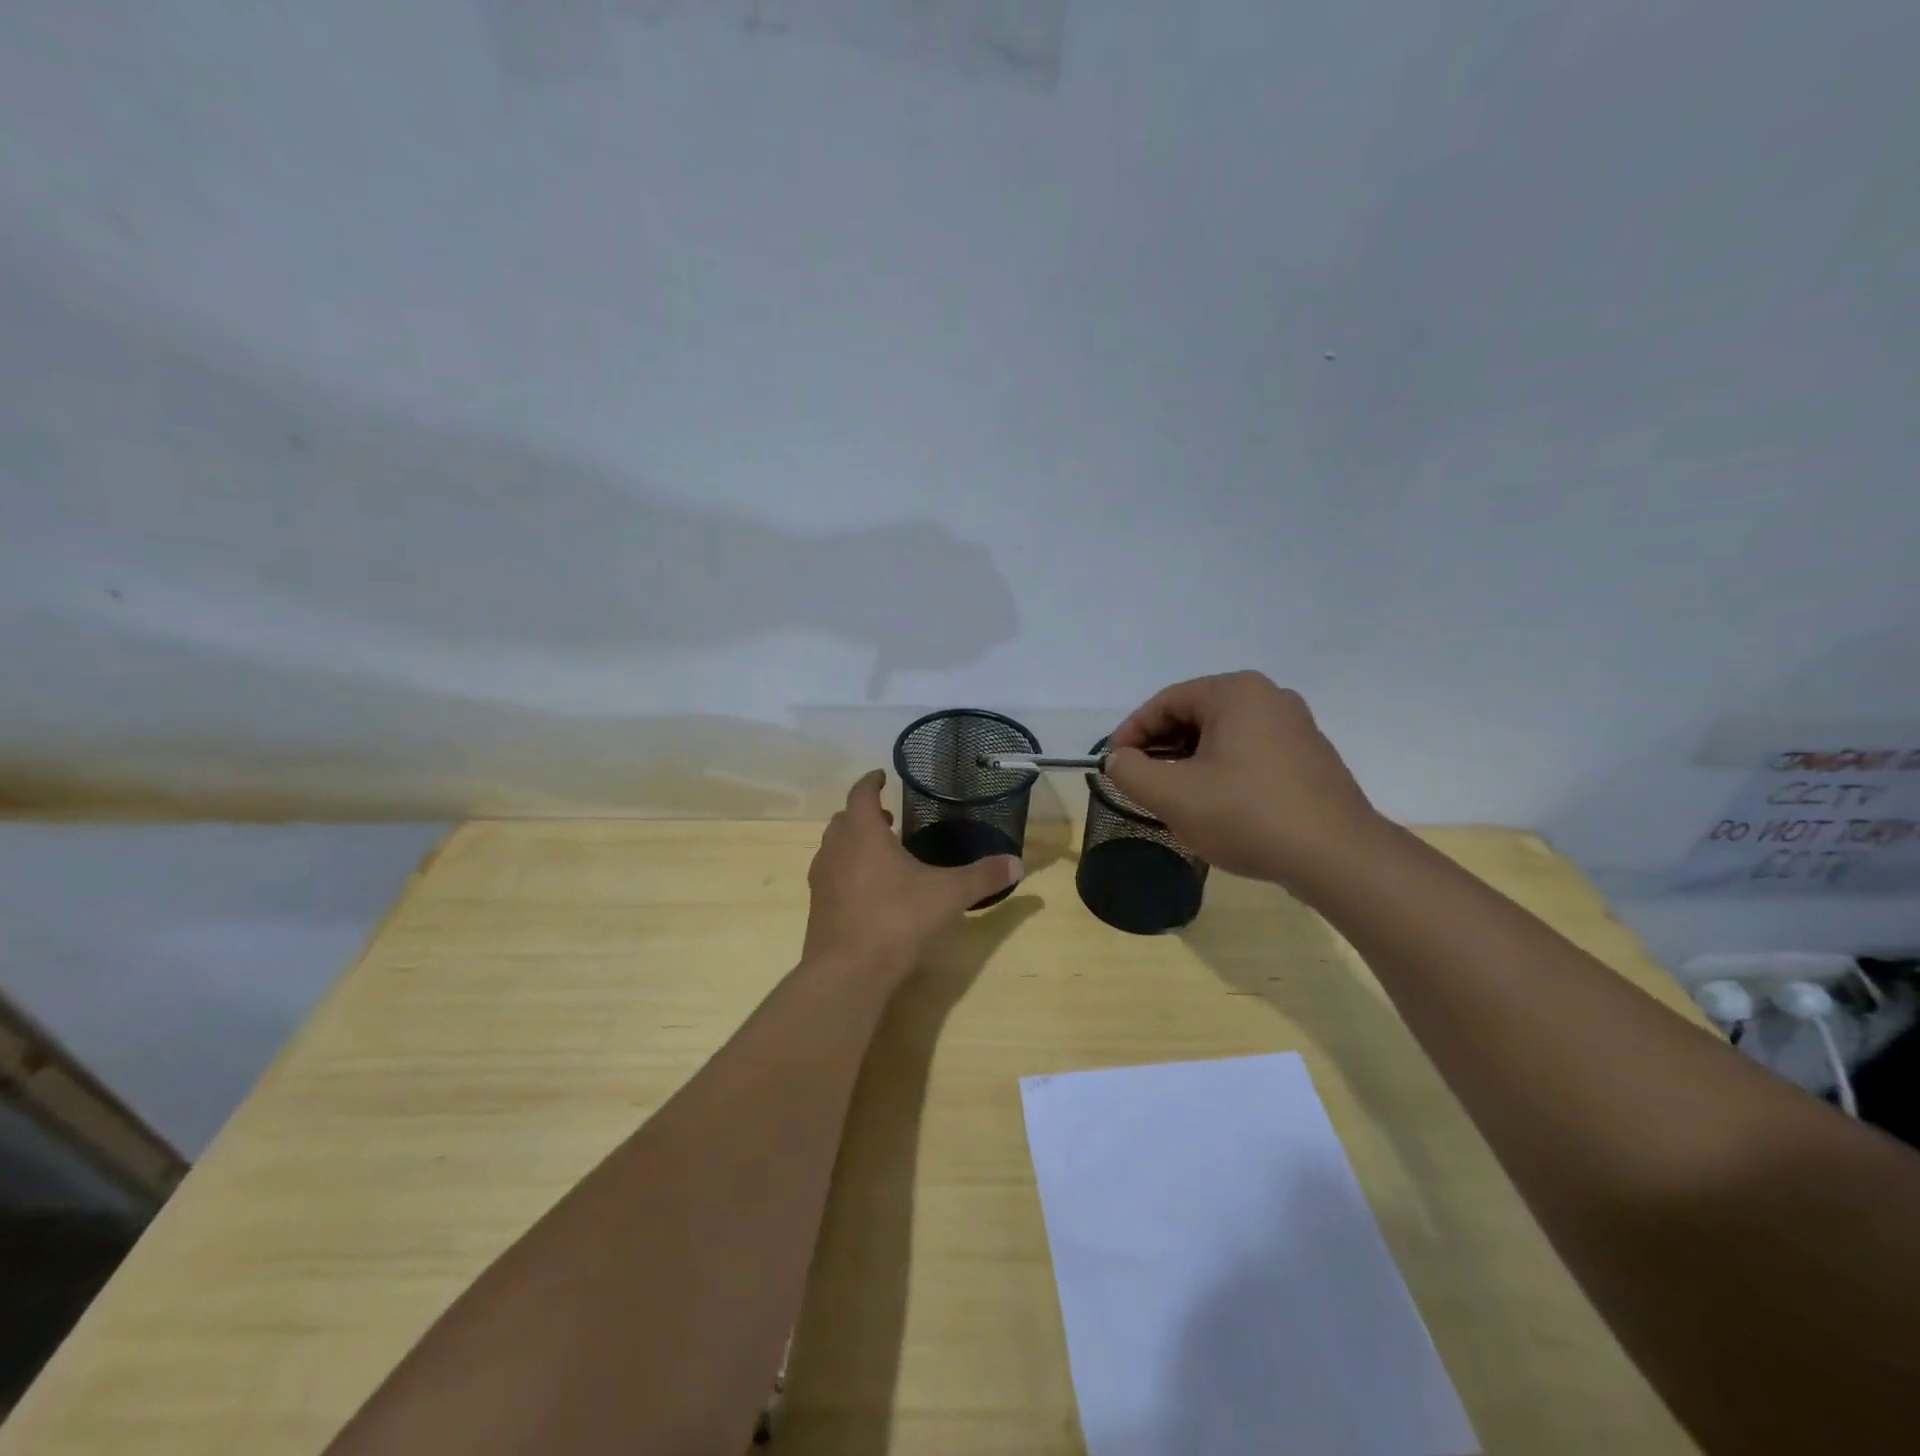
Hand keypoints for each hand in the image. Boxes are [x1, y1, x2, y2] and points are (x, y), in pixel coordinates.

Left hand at [803, 770, 1023, 978]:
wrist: (848, 973)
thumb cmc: (898, 920)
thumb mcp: (949, 895)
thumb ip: (982, 876)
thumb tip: (1018, 863)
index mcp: (863, 833)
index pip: (861, 794)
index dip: (871, 782)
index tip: (881, 776)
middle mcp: (836, 849)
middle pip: (844, 819)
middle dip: (865, 814)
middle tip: (889, 818)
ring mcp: (822, 880)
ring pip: (834, 848)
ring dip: (854, 843)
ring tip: (882, 854)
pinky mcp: (818, 909)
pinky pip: (831, 877)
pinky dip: (847, 872)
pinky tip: (870, 892)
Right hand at [1105, 672, 1382, 887]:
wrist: (1338, 858)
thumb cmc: (1247, 815)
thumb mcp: (1173, 795)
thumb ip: (1131, 772)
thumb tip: (1119, 760)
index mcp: (1236, 692)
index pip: (1165, 702)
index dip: (1131, 733)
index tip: (1113, 765)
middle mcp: (1269, 697)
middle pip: (1194, 716)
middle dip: (1161, 749)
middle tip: (1140, 782)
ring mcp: (1296, 727)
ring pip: (1222, 737)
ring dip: (1189, 763)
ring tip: (1173, 798)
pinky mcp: (1309, 758)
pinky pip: (1250, 754)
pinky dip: (1222, 772)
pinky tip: (1215, 806)